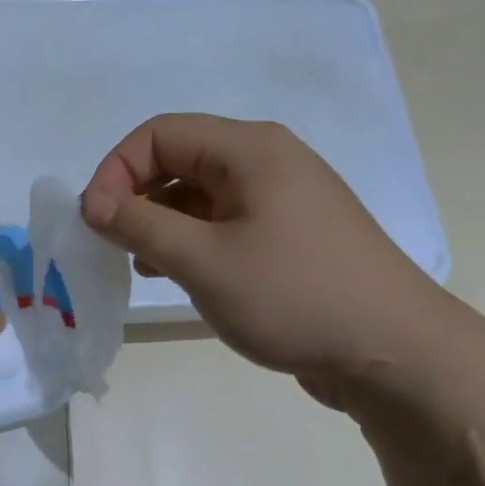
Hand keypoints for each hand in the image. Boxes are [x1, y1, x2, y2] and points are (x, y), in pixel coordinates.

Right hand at [80, 115, 449, 403]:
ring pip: (200, 194)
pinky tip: (175, 274)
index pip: (159, 133)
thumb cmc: (293, 296)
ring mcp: (282, 199)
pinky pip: (223, 222)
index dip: (116, 169)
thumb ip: (140, 225)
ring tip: (139, 264)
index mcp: (250, 150)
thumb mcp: (203, 260)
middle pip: (179, 159)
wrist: (391, 352)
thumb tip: (93, 202)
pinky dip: (190, 240)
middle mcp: (267, 162)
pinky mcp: (289, 236)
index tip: (94, 221)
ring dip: (160, 221)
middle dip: (135, 196)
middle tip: (111, 243)